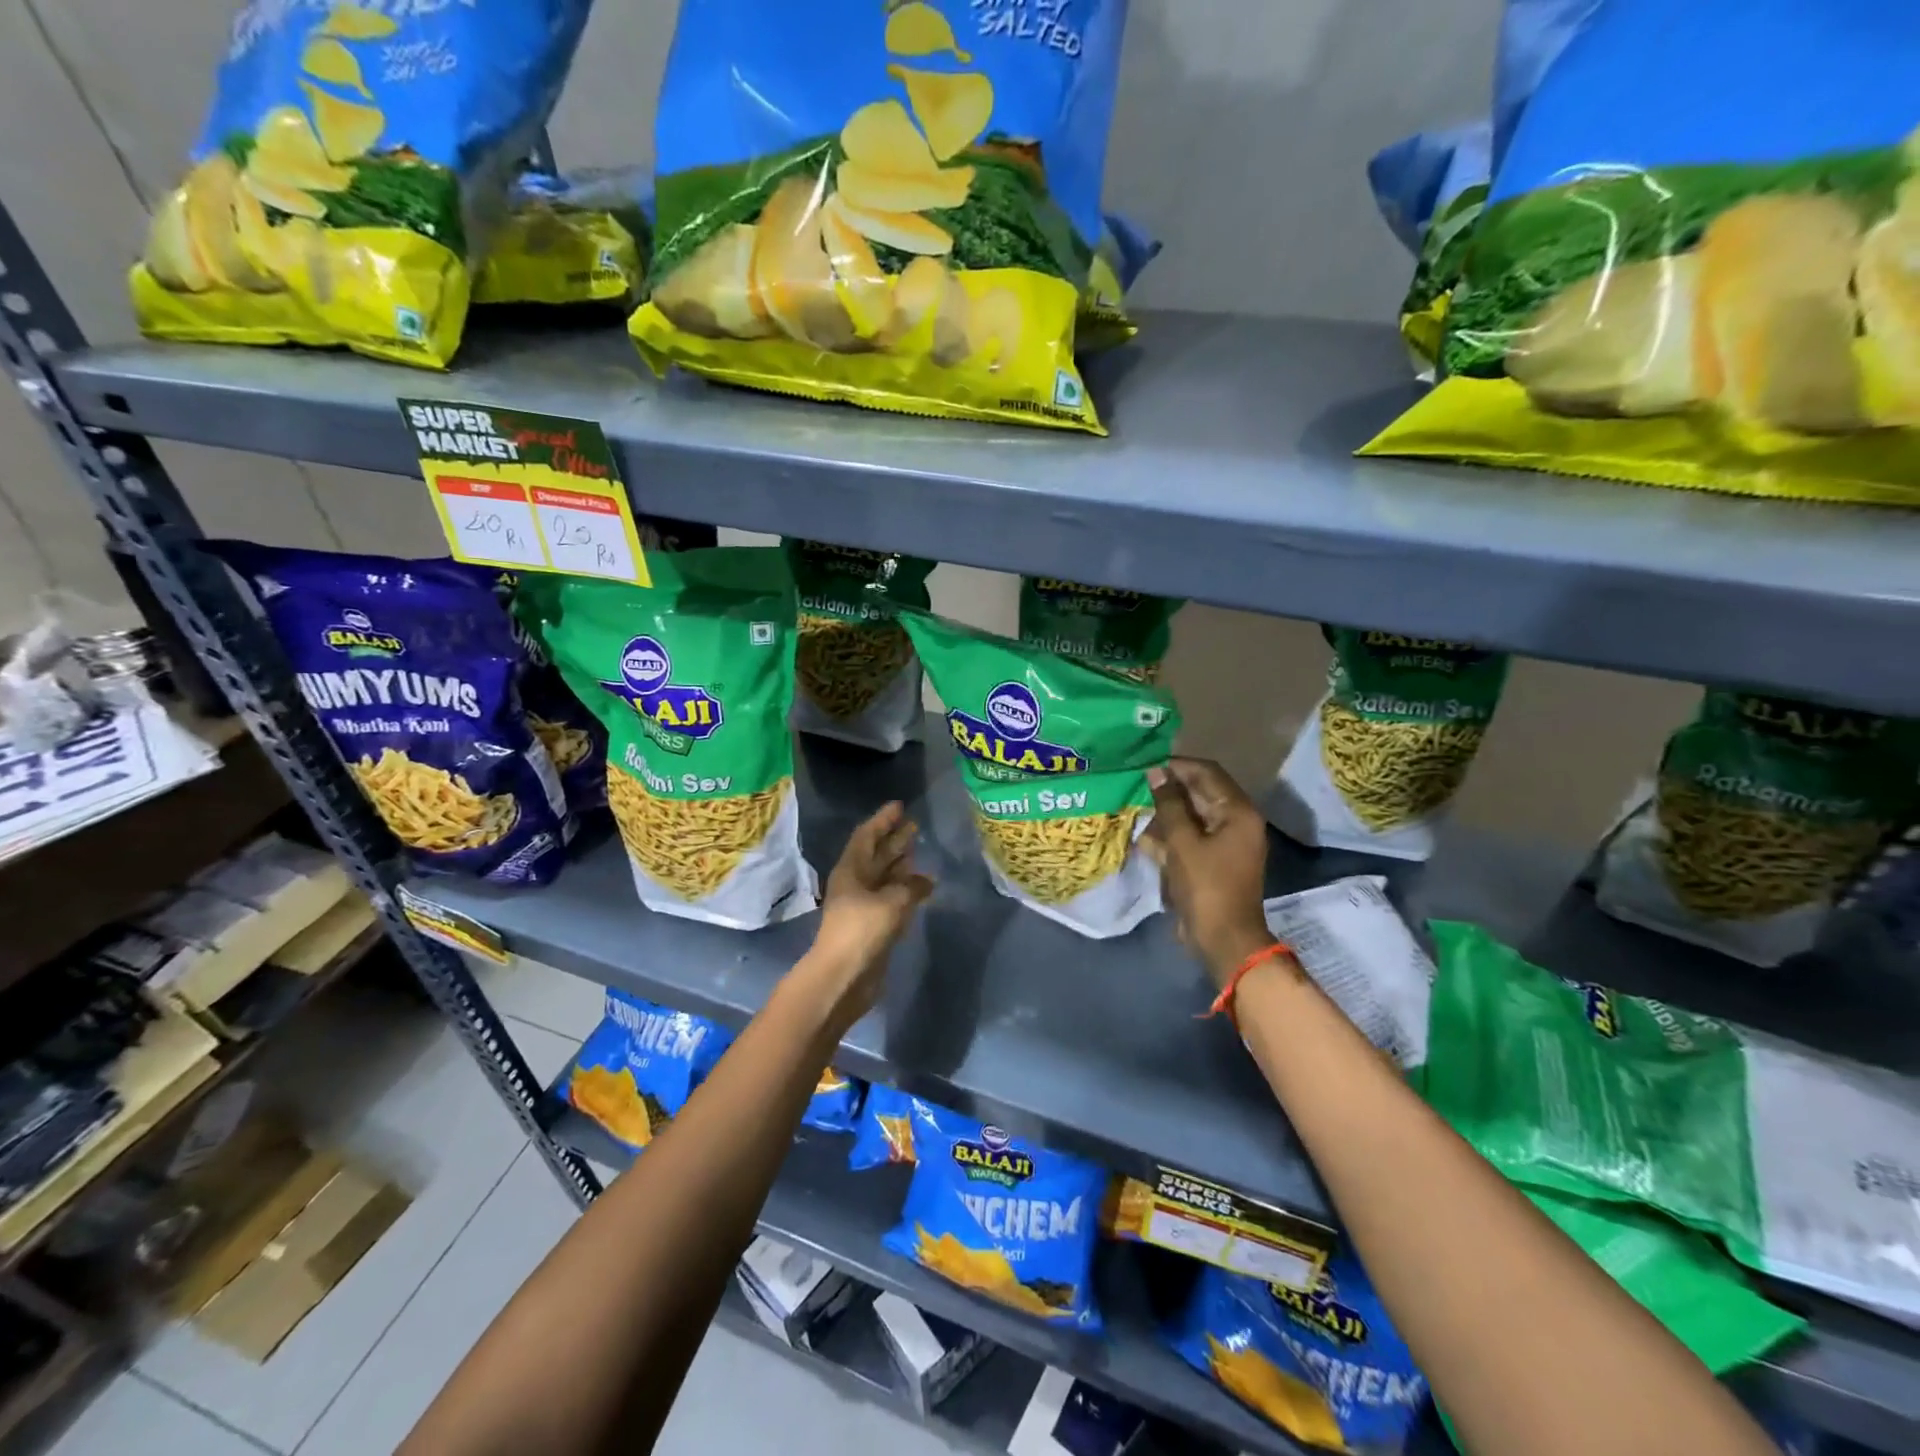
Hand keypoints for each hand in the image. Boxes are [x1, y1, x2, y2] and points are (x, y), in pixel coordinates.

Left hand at [802, 802, 934, 1023]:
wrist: (843, 978)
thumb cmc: (861, 931)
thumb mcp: (891, 902)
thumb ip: (911, 886)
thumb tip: (926, 880)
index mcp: (851, 870)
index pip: (867, 836)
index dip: (882, 820)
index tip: (899, 806)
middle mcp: (856, 883)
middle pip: (877, 855)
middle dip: (894, 839)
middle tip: (915, 825)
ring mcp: (864, 906)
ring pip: (885, 877)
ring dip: (901, 864)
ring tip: (920, 850)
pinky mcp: (874, 926)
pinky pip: (892, 899)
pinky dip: (907, 890)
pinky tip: (923, 887)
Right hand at [1144, 758, 1274, 985]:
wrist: (1222, 938)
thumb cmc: (1206, 886)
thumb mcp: (1183, 842)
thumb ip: (1169, 804)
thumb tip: (1156, 771)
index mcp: (1238, 811)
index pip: (1207, 772)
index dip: (1177, 765)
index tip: (1146, 763)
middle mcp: (1236, 821)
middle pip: (1200, 792)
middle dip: (1168, 788)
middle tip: (1135, 783)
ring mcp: (1225, 842)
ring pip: (1192, 815)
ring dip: (1165, 811)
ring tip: (1134, 806)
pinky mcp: (1212, 860)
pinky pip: (1190, 836)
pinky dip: (1169, 833)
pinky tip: (1143, 834)